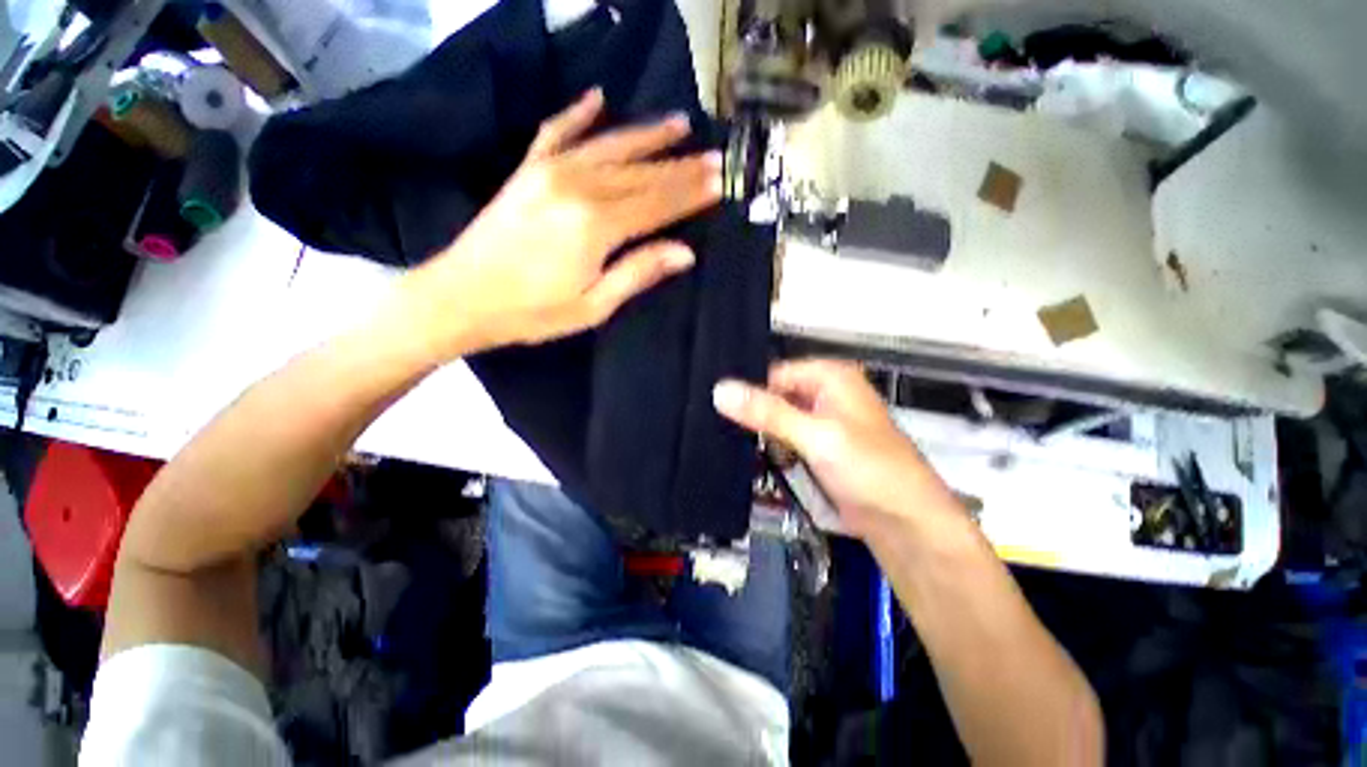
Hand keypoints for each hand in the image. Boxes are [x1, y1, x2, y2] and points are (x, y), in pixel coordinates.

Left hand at [397, 88, 721, 355]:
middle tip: (714, 155)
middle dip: (680, 165)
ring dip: (646, 134)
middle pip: (641, 173)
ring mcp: (549, 171)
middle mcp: (577, 187)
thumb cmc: (531, 312)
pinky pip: (557, 131)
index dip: (690, 193)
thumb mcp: (592, 306)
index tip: (720, 181)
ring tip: (679, 122)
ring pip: (610, 146)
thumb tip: (684, 253)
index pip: (657, 203)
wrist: (460, 297)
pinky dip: (578, 113)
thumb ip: (638, 273)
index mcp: (595, 226)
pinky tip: (597, 97)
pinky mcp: (527, 169)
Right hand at [713, 359, 961, 538]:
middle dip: (749, 415)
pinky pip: (781, 440)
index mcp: (828, 376)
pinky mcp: (814, 447)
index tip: (714, 408)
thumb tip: (720, 390)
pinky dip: (767, 449)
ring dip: (756, 434)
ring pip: (773, 419)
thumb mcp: (816, 435)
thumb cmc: (869, 469)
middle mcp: (822, 393)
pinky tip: (748, 457)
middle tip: (715, 429)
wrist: (904, 523)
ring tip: (725, 444)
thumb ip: (766, 412)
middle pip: (771, 396)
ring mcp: (817, 422)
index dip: (746, 391)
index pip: (772, 374)